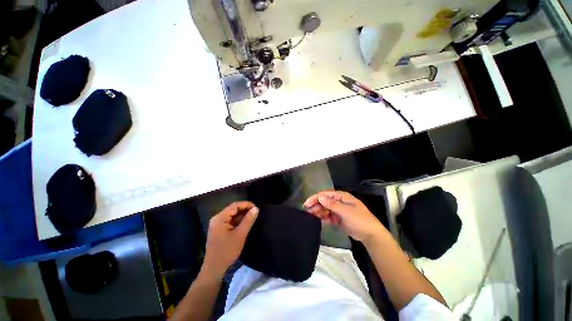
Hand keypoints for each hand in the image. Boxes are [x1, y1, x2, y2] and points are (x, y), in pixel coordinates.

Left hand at [202, 201, 258, 278]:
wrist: (214, 269)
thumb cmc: (227, 251)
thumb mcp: (240, 235)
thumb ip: (248, 220)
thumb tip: (256, 208)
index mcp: (220, 218)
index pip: (235, 205)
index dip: (246, 204)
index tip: (256, 208)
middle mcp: (217, 218)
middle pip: (233, 209)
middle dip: (244, 210)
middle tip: (255, 213)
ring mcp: (217, 224)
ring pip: (232, 215)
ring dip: (242, 215)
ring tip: (252, 217)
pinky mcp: (218, 230)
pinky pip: (230, 221)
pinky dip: (238, 221)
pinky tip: (245, 223)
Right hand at [304, 191, 385, 242]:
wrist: (370, 235)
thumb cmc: (359, 219)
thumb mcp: (346, 211)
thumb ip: (332, 204)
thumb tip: (320, 197)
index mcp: (341, 197)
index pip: (325, 195)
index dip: (315, 198)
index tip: (306, 204)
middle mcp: (338, 202)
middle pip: (324, 201)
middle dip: (315, 205)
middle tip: (306, 211)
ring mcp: (338, 210)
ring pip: (325, 209)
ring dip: (318, 211)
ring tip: (310, 216)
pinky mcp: (338, 218)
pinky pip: (328, 216)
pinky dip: (323, 217)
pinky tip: (317, 220)